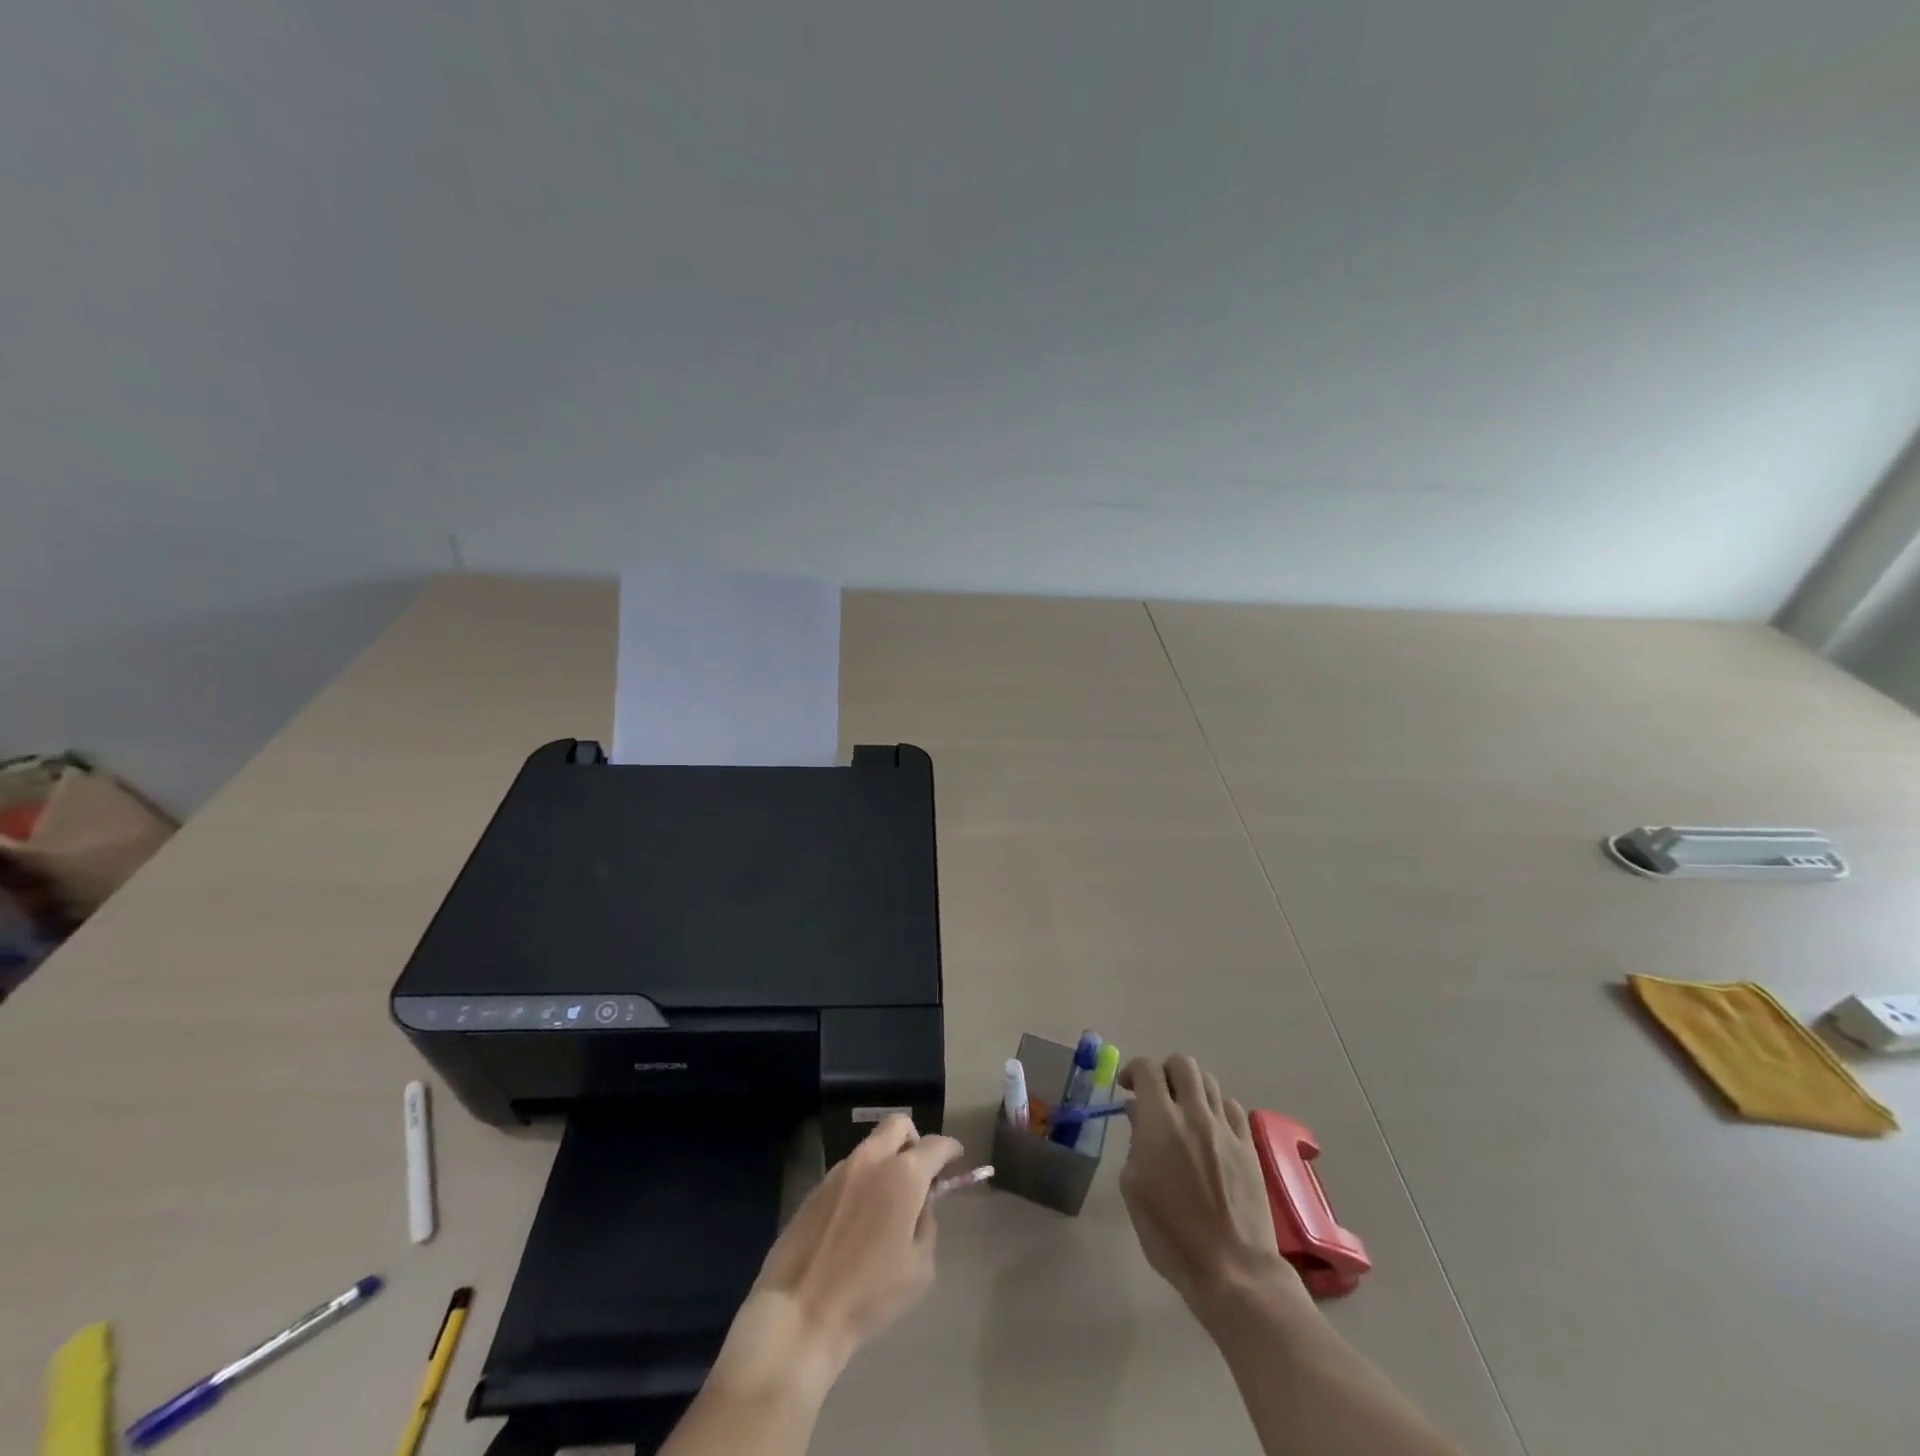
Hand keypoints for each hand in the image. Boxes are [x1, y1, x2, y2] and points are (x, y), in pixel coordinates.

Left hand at [726, 1115, 962, 1384]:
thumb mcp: (919, 1268)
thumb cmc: (869, 1295)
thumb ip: (926, 1223)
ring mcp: (840, 1170)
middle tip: (920, 1172)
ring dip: (886, 1161)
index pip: (935, 1145)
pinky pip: (849, 1170)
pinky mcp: (817, 1186)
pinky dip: (863, 1181)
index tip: (956, 1159)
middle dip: (915, 1140)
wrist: (800, 1312)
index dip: (950, 1150)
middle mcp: (872, 1160)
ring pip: (872, 1147)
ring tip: (887, 1203)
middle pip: (899, 1125)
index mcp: (904, 1175)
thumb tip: (920, 1203)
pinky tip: (858, 1219)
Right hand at [1118, 1055, 1304, 1315]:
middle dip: (1165, 1072)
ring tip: (1184, 1112)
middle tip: (1156, 1095)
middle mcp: (1195, 1114)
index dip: (1134, 1070)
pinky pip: (1233, 1108)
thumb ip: (1134, 1143)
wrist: (1232, 1270)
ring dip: (1191, 1088)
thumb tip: (1138, 1115)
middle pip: (1182, 1063)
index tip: (1127, 1088)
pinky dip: (1217, 1109)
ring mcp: (1226, 1129)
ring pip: (1209, 1081)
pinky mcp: (1250, 1147)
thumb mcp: (1134, 1188)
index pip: (1147, 1069)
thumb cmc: (1170, 1235)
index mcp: (1161, 1121)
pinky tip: (1211, 1131)